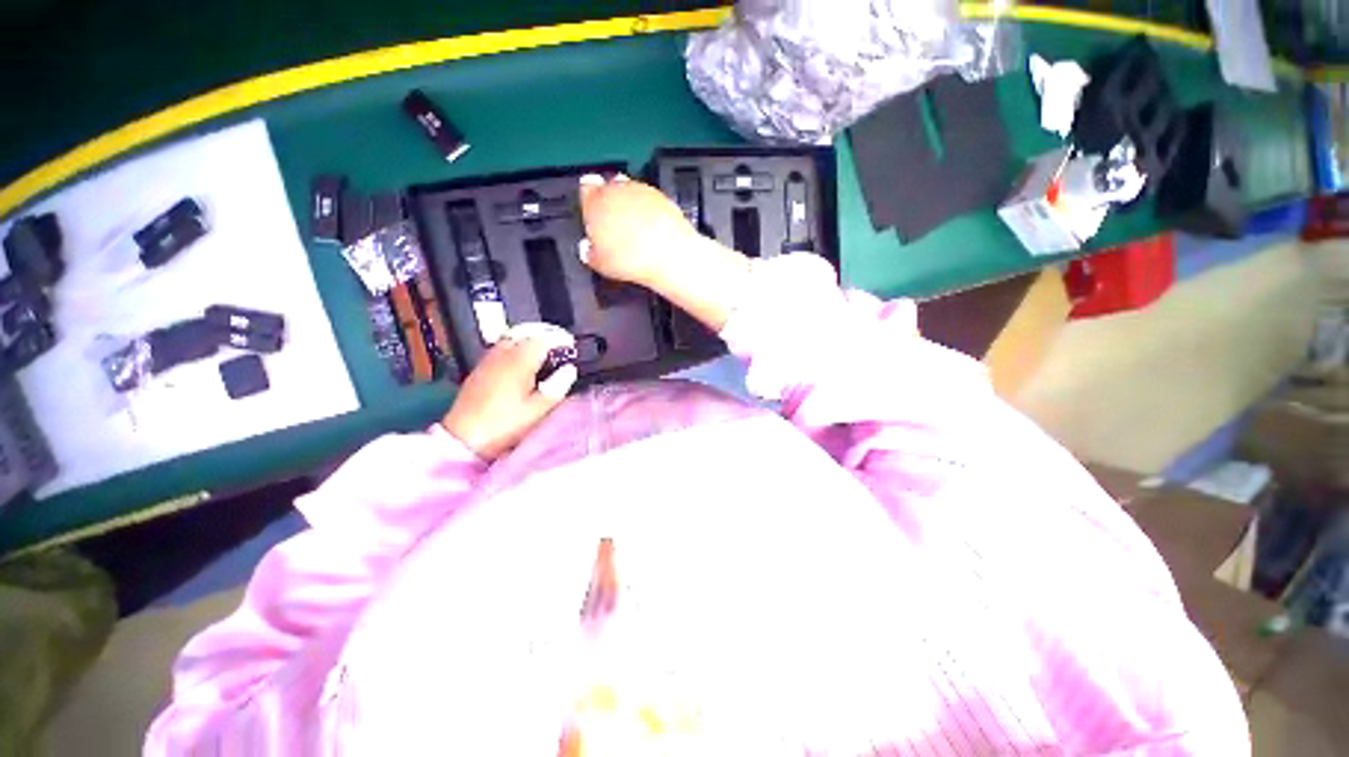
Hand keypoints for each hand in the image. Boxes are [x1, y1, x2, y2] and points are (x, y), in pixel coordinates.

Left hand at [442, 324, 577, 460]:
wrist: (464, 438)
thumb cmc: (505, 424)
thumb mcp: (539, 409)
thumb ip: (558, 385)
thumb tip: (569, 370)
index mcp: (520, 361)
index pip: (543, 338)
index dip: (560, 339)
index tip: (571, 345)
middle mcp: (502, 355)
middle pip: (526, 332)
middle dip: (544, 334)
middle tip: (559, 344)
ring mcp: (488, 360)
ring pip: (511, 338)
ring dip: (529, 339)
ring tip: (542, 351)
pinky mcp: (479, 369)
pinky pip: (500, 348)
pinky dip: (515, 347)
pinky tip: (521, 361)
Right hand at [577, 173, 699, 287]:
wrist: (668, 256)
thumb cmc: (631, 259)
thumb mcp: (599, 264)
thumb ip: (588, 251)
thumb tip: (587, 249)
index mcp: (595, 202)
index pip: (585, 189)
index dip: (589, 202)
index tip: (592, 214)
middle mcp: (617, 189)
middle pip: (609, 188)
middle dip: (611, 204)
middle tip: (614, 228)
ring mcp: (642, 190)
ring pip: (631, 193)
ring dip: (631, 207)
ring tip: (634, 233)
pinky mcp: (662, 197)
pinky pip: (650, 201)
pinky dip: (649, 212)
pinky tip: (651, 232)